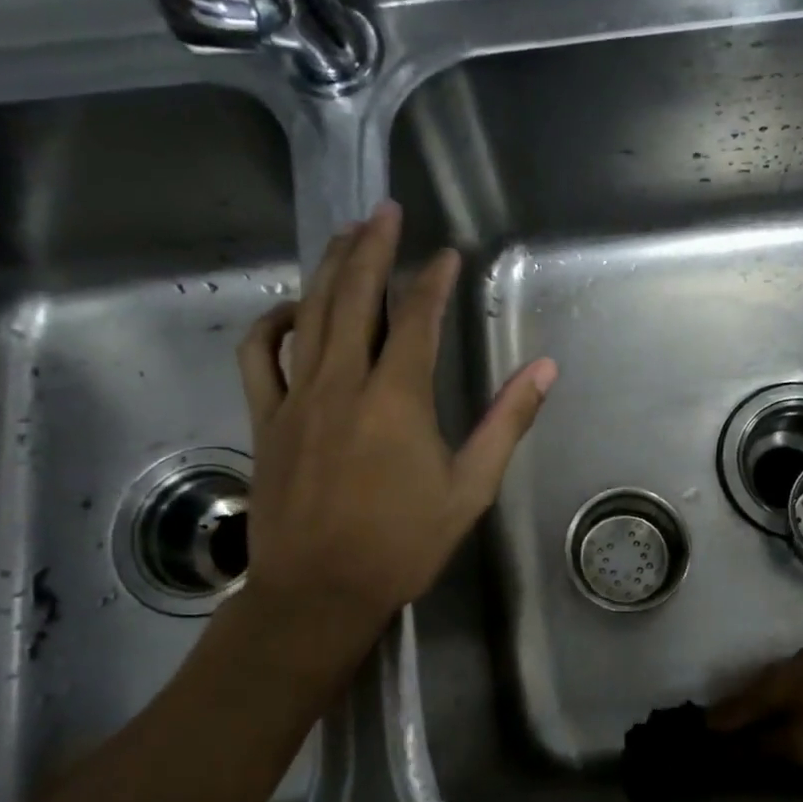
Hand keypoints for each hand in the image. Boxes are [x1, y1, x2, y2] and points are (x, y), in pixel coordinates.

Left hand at [234, 199, 556, 649]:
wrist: (319, 592)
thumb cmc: (402, 544)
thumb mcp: (470, 488)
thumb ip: (506, 423)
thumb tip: (544, 370)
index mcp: (396, 399)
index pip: (416, 318)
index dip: (433, 279)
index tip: (447, 253)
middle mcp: (342, 383)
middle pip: (354, 297)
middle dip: (372, 247)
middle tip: (386, 210)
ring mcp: (296, 398)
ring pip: (309, 314)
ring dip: (327, 268)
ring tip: (345, 234)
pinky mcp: (266, 419)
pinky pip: (258, 355)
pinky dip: (271, 323)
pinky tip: (291, 309)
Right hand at [708, 629, 802, 768]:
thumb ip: (766, 747)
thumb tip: (722, 749)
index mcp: (776, 682)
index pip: (730, 709)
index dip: (712, 730)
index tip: (693, 749)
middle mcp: (792, 665)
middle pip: (753, 695)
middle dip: (736, 717)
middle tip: (720, 744)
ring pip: (780, 689)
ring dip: (765, 710)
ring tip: (757, 733)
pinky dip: (792, 705)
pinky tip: (801, 716)